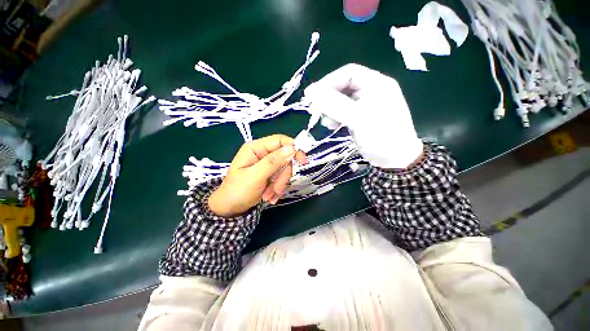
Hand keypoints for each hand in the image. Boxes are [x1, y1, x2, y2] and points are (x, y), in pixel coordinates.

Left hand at [208, 135, 306, 216]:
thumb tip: (292, 149)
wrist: (231, 209)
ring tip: (269, 196)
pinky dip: (278, 188)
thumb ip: (273, 162)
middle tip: (277, 189)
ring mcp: (266, 164)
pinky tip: (270, 196)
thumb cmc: (238, 191)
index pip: (279, 140)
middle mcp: (262, 153)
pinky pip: (282, 177)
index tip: (302, 161)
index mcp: (255, 148)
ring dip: (280, 184)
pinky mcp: (270, 174)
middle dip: (283, 175)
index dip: (293, 148)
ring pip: (284, 169)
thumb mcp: (255, 176)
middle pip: (284, 157)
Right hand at [304, 63, 422, 168]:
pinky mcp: (360, 117)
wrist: (395, 160)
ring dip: (330, 109)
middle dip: (328, 98)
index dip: (329, 81)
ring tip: (325, 122)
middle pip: (344, 87)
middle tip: (315, 110)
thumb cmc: (381, 136)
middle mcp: (371, 91)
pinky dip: (335, 117)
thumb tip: (312, 92)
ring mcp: (365, 105)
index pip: (349, 73)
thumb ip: (335, 104)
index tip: (312, 95)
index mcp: (376, 84)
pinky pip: (344, 112)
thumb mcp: (358, 118)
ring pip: (342, 101)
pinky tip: (331, 125)